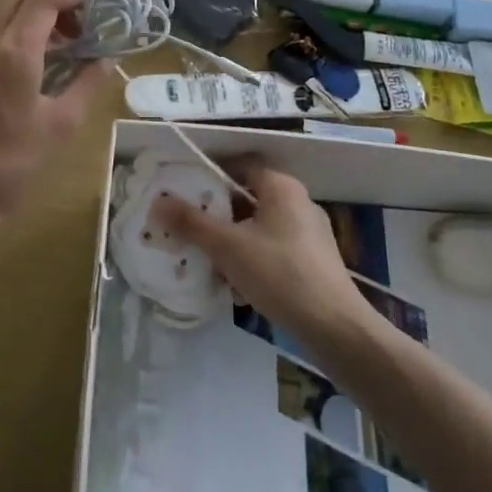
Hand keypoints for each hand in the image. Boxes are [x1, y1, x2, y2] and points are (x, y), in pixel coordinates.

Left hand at [0, 0, 107, 258]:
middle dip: (48, 0)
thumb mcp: (59, 128)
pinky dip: (6, 39)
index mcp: (13, 51)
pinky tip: (19, 78)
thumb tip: (108, 59)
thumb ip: (87, 85)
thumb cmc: (7, 166)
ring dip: (26, 19)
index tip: (96, 7)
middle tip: (73, 30)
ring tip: (52, 57)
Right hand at [153, 161, 367, 350]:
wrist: (334, 326)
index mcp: (281, 187)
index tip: (185, 191)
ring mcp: (309, 233)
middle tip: (189, 228)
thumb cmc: (279, 273)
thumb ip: (191, 223)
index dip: (211, 174)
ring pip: (259, 227)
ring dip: (233, 241)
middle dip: (217, 214)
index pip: (240, 165)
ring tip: (207, 260)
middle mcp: (298, 202)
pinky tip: (236, 285)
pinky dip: (252, 259)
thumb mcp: (227, 246)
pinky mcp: (314, 261)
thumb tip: (158, 202)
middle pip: (248, 197)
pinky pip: (273, 250)